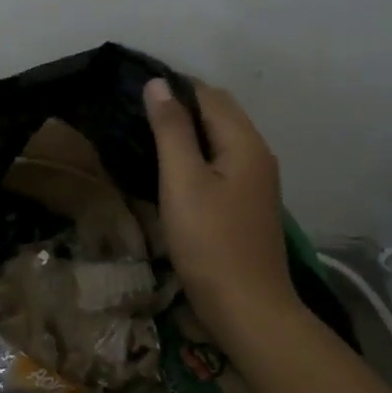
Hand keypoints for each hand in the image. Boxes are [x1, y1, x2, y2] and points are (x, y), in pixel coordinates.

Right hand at [144, 78, 297, 342]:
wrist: (248, 309)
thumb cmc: (210, 242)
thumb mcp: (182, 181)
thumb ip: (171, 130)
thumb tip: (158, 83)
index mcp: (245, 143)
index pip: (209, 94)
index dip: (173, 87)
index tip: (134, 92)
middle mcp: (257, 154)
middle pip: (218, 113)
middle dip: (180, 106)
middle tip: (136, 114)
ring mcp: (256, 181)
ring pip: (219, 138)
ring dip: (187, 131)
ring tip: (146, 137)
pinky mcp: (248, 203)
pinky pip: (221, 162)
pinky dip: (197, 155)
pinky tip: (171, 171)